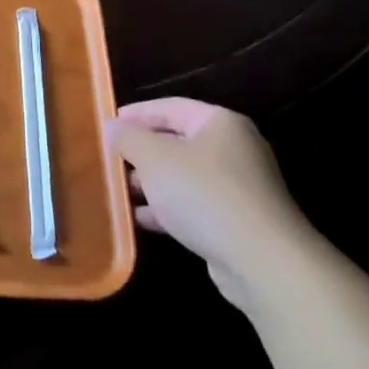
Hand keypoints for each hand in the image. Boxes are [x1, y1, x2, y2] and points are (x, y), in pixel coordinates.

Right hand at [104, 98, 316, 307]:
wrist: (261, 261)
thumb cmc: (203, 194)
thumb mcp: (154, 158)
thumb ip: (129, 138)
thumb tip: (112, 126)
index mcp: (219, 124)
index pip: (170, 107)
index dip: (136, 114)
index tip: (107, 124)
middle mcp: (233, 149)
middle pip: (176, 142)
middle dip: (140, 152)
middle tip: (109, 160)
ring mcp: (237, 187)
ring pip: (182, 176)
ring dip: (150, 183)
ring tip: (117, 192)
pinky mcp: (235, 221)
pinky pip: (192, 205)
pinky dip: (166, 209)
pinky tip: (139, 219)